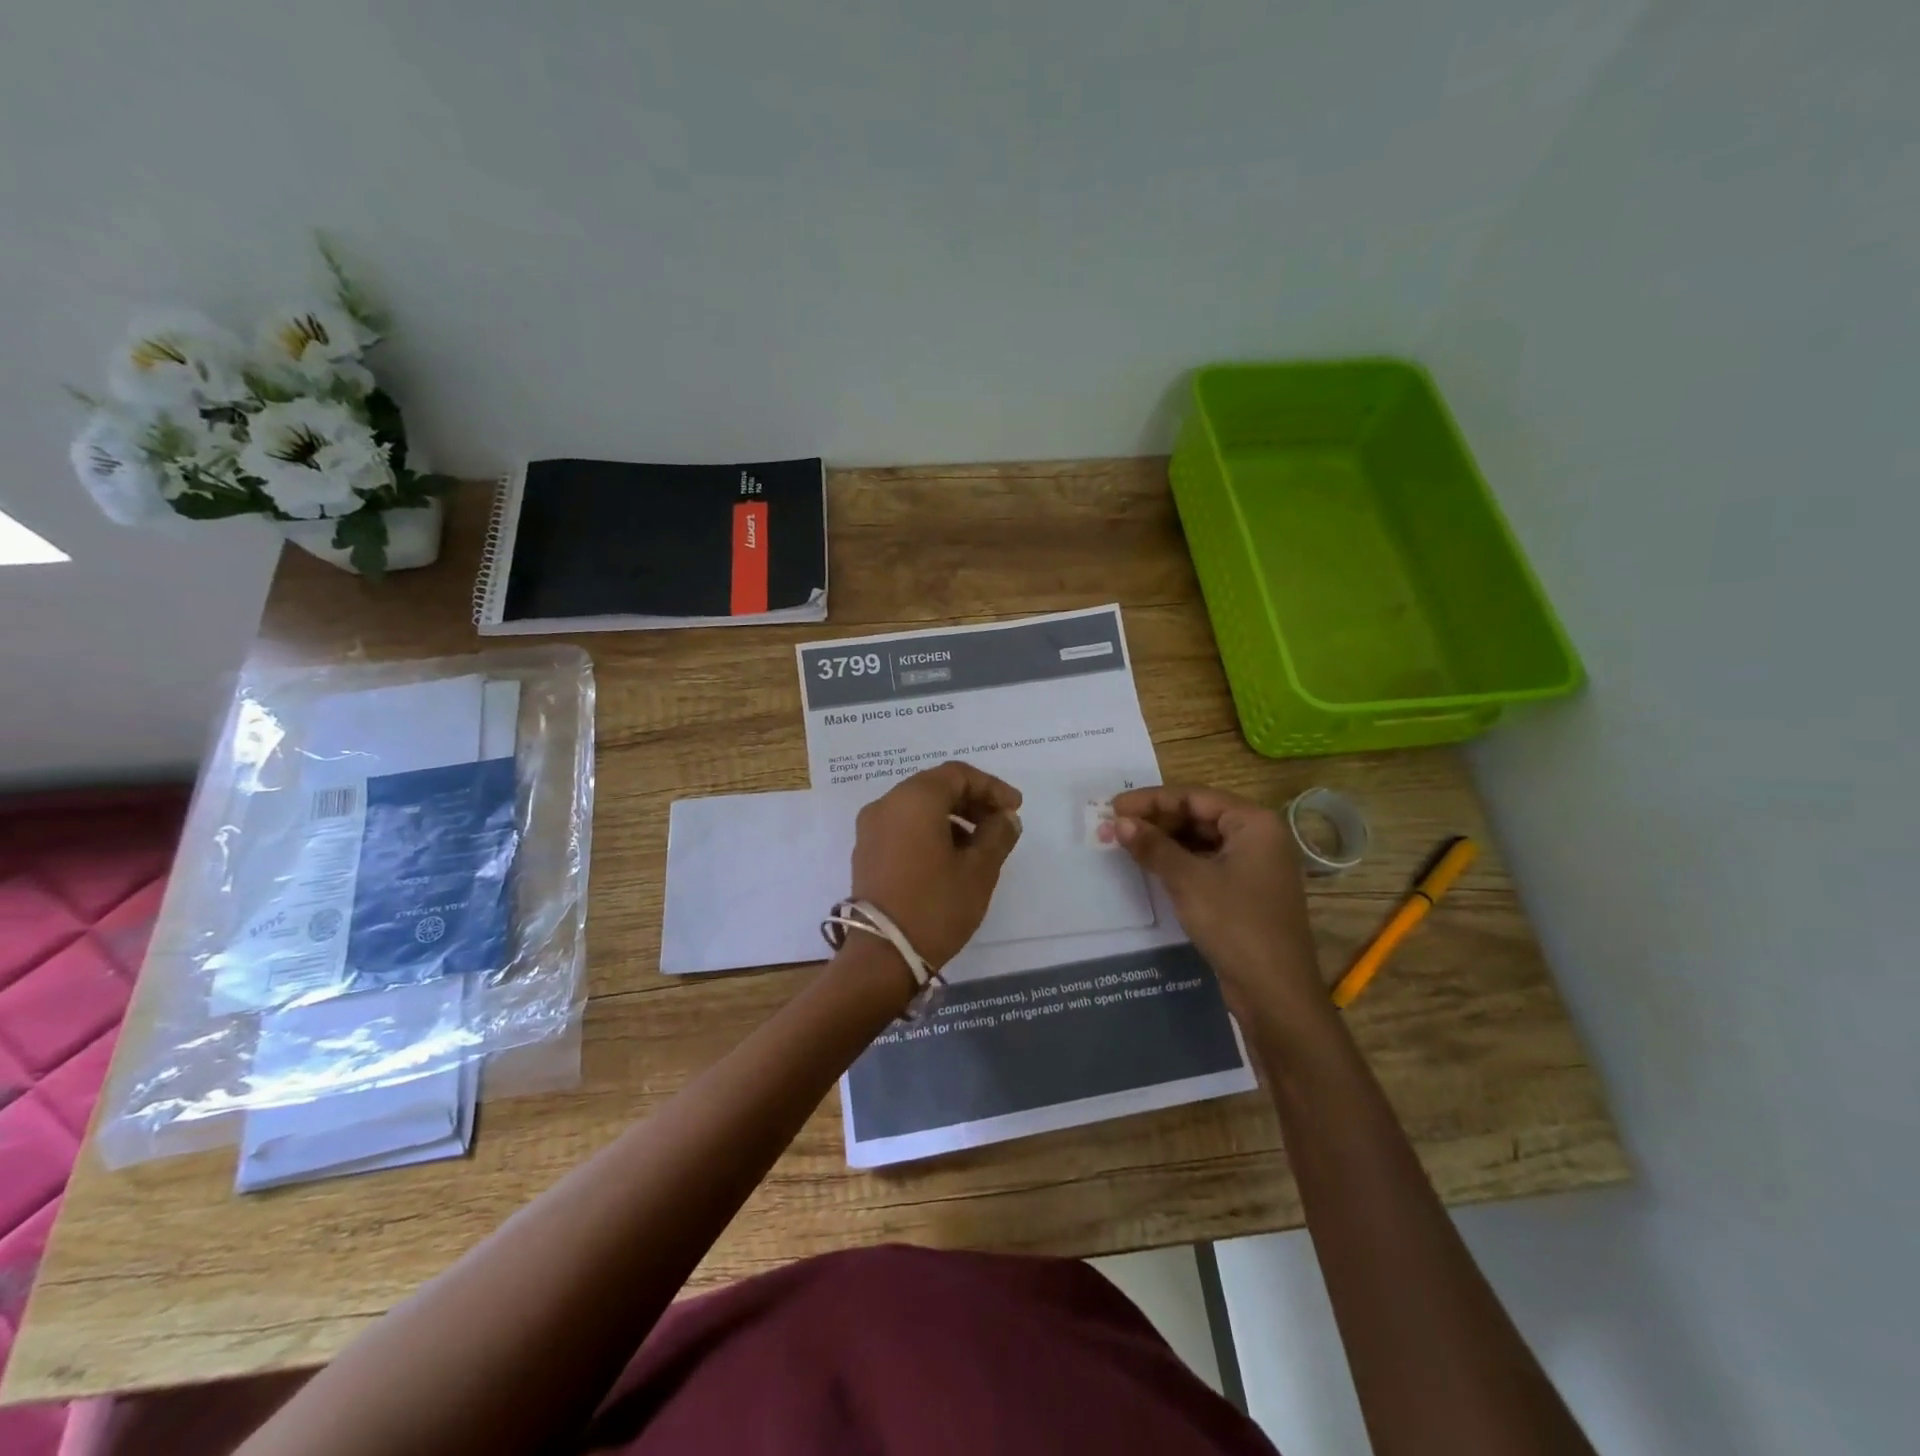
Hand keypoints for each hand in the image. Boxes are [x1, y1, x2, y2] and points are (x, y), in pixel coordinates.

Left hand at [850, 761, 1023, 969]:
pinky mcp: (866, 851)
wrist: (882, 955)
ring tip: (980, 844)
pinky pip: (903, 826)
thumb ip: (997, 834)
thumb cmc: (936, 905)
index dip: (991, 787)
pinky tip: (951, 857)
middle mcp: (887, 804)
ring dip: (952, 817)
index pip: (958, 775)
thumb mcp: (979, 870)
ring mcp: (871, 828)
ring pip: (918, 807)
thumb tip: (1005, 817)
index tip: (1015, 808)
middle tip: (1001, 822)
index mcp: (914, 799)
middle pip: (935, 787)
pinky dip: (929, 830)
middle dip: (972, 800)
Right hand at [1110, 785, 1325, 1024]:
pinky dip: (1180, 861)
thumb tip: (1119, 822)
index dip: (1151, 800)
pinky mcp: (1247, 891)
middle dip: (1157, 820)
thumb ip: (1153, 847)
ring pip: (1202, 840)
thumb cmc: (1235, 925)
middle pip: (1199, 815)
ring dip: (1166, 841)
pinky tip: (1152, 866)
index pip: (1194, 796)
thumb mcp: (1188, 881)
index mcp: (1254, 823)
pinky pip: (1208, 862)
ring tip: (1127, 843)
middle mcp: (1259, 837)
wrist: (1275, 992)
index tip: (1114, 807)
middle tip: (1115, 826)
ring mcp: (1255, 865)